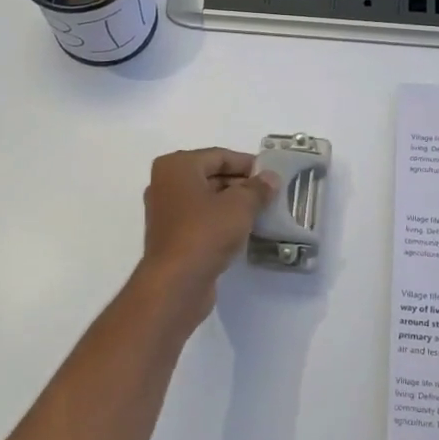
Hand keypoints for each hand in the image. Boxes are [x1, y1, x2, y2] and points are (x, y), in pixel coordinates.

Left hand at [138, 148, 277, 309]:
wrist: (176, 283)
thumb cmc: (206, 232)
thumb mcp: (240, 206)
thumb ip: (258, 188)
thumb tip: (270, 178)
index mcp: (177, 166)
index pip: (219, 156)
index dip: (248, 164)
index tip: (272, 175)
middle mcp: (166, 184)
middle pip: (211, 176)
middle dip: (241, 184)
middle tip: (270, 194)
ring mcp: (166, 212)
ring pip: (207, 199)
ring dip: (233, 204)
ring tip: (262, 212)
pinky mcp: (172, 236)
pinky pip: (201, 219)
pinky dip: (221, 221)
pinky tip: (244, 231)